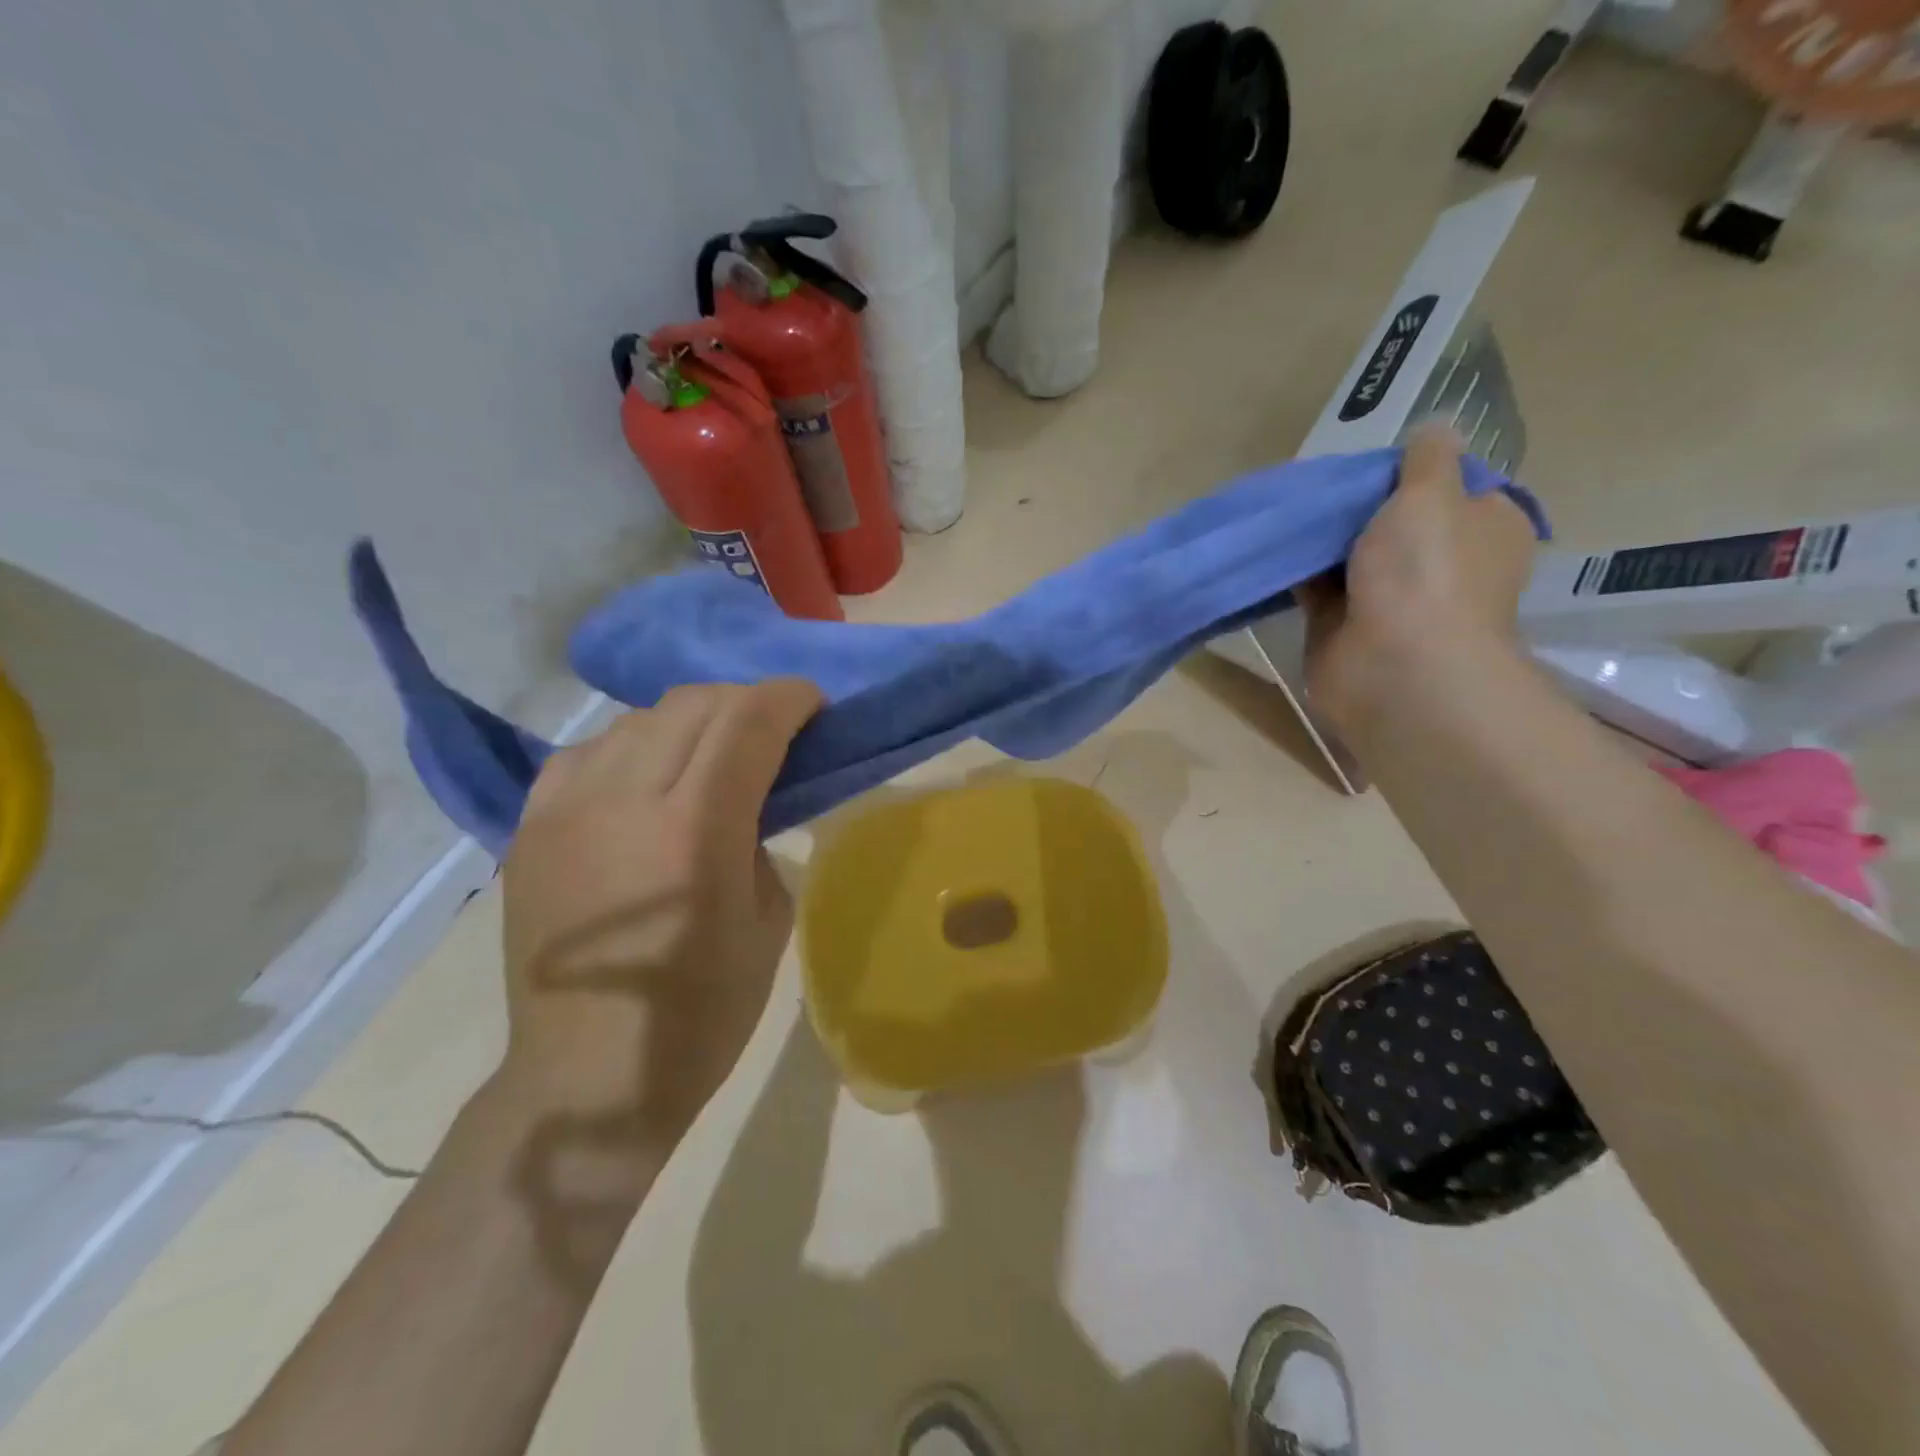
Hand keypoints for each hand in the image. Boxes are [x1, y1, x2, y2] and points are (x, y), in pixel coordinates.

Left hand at [498, 679, 821, 1141]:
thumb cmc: (704, 1010)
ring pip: (638, 718)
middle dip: (746, 701)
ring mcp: (565, 808)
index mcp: (695, 830)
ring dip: (690, 722)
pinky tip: (646, 779)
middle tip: (772, 730)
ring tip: (709, 755)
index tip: (814, 705)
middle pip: (693, 703)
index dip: (789, 699)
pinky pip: (587, 751)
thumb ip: (760, 834)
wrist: (588, 1075)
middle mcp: (623, 800)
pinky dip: (632, 747)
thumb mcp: (770, 918)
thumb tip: (750, 792)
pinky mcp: (530, 825)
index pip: (747, 722)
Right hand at [1298, 424, 1537, 736]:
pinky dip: (1297, 570)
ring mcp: (1392, 598)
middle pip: (1396, 520)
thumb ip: (1426, 457)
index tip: (1372, 460)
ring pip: (1352, 555)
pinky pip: (1317, 587)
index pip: (1454, 486)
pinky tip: (1272, 546)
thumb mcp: (1432, 491)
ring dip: (1324, 537)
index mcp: (1484, 528)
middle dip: (1359, 503)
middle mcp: (1443, 564)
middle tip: (1320, 480)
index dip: (1415, 469)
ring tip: (1288, 507)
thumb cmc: (1427, 572)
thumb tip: (1434, 429)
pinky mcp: (1344, 625)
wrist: (1393, 667)